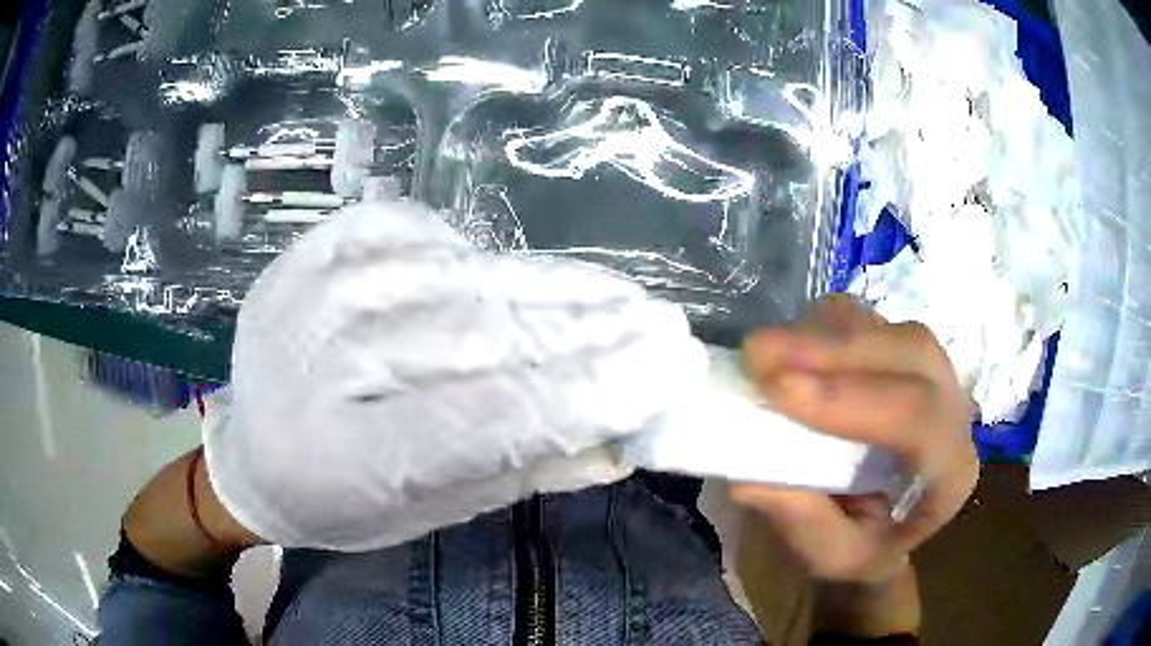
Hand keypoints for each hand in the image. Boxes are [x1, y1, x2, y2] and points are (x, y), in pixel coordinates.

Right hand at [730, 296, 976, 584]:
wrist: (881, 523)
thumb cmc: (864, 546)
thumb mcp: (833, 558)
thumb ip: (804, 525)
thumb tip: (749, 479)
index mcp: (950, 470)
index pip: (918, 415)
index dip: (850, 396)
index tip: (778, 390)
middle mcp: (952, 410)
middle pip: (912, 353)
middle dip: (834, 349)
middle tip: (759, 353)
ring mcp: (931, 372)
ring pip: (889, 328)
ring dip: (825, 333)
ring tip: (766, 351)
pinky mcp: (901, 353)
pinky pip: (870, 320)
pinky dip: (825, 326)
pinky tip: (790, 345)